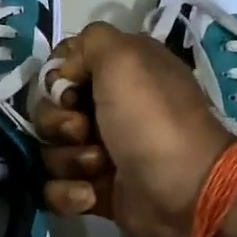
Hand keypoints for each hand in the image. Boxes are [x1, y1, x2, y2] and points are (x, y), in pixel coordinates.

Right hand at [32, 22, 232, 236]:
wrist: (188, 194)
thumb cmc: (153, 121)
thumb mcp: (125, 57)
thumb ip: (89, 41)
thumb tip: (65, 71)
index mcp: (119, 74)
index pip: (62, 68)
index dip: (56, 80)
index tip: (68, 90)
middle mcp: (109, 109)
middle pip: (49, 111)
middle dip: (58, 123)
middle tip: (83, 131)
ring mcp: (102, 152)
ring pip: (51, 150)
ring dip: (69, 160)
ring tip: (100, 167)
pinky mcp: (97, 191)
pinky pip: (57, 189)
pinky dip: (68, 193)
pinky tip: (91, 195)